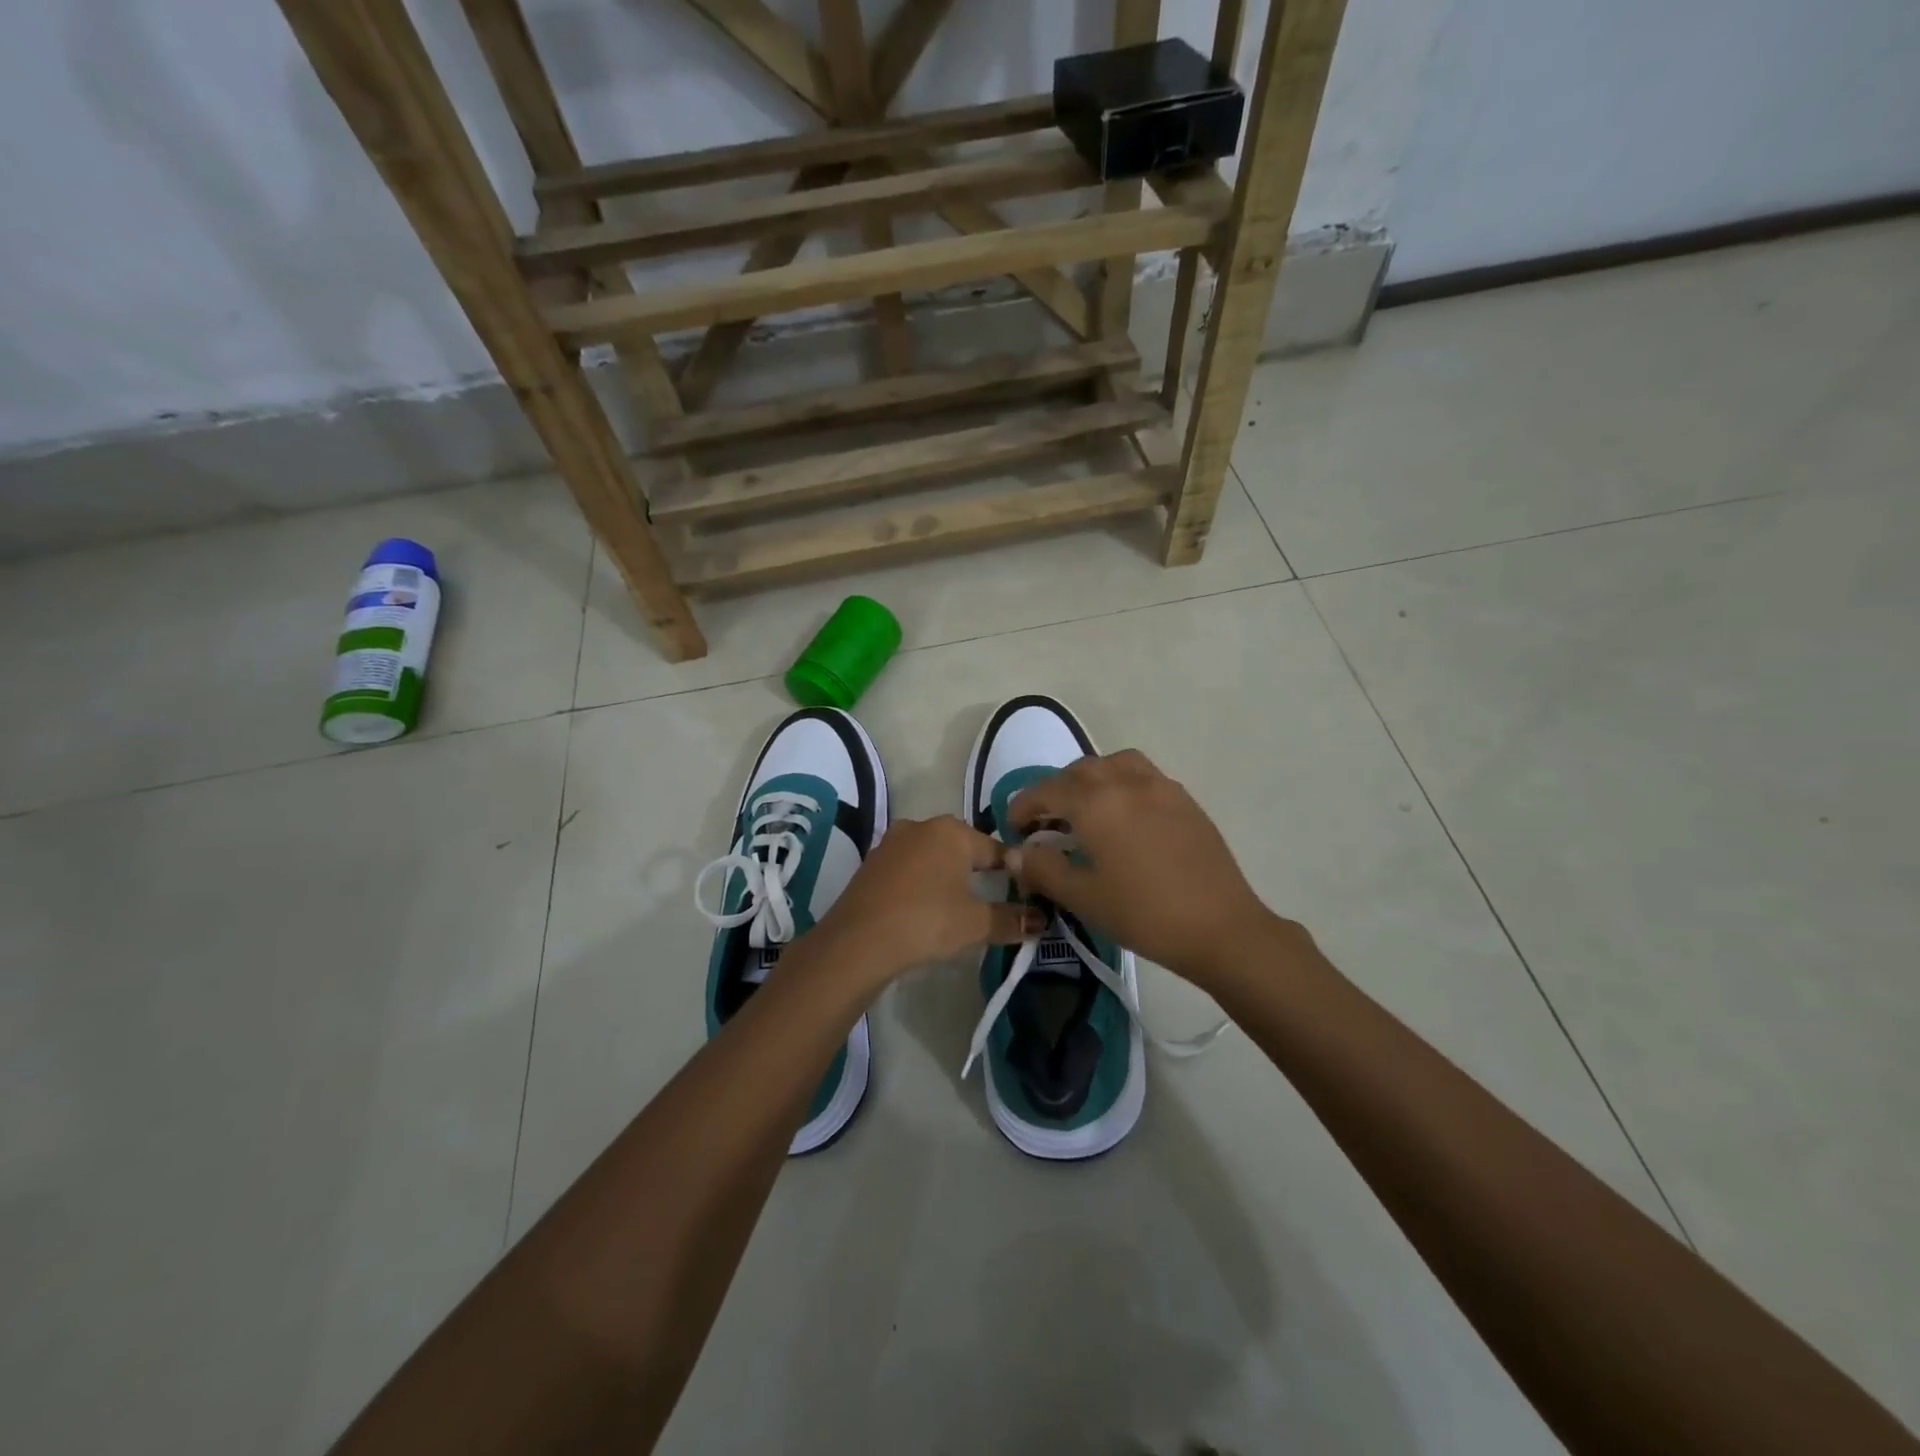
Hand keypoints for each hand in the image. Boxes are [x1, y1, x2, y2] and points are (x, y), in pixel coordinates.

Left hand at [814, 816, 1041, 983]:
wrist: (857, 942)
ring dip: (946, 876)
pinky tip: (924, 908)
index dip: (1013, 871)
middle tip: (991, 900)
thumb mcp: (975, 924)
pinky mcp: (871, 864)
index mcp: (952, 831)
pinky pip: (908, 869)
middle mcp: (921, 826)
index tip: (1025, 891)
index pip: (995, 848)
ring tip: (958, 906)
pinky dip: (921, 884)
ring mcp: (891, 843)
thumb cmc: (926, 922)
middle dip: (977, 870)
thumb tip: (1041, 920)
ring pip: (932, 856)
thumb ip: (1011, 919)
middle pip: (962, 847)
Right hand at [1004, 749, 1283, 987]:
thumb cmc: (1144, 914)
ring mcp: (1160, 786)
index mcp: (1096, 803)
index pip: (1046, 791)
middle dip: (1054, 791)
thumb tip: (1015, 853)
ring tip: (1085, 809)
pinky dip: (1120, 783)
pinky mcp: (1184, 799)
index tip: (1013, 829)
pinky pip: (1142, 775)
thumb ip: (1043, 869)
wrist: (1221, 927)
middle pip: (1079, 771)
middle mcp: (1126, 782)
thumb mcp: (1084, 897)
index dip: (1023, 807)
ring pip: (1114, 764)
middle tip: (1045, 822)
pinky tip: (1123, 817)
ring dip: (1090, 779)